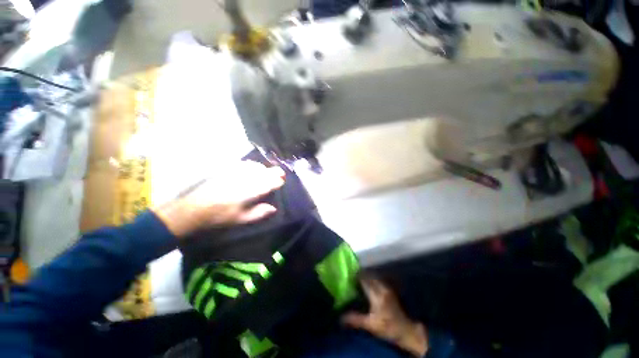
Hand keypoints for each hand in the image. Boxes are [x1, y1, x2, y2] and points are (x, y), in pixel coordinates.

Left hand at [154, 162, 284, 236]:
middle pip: (263, 172)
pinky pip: (243, 164)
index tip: (282, 181)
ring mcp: (235, 173)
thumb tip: (273, 208)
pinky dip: (252, 165)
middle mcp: (244, 179)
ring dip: (264, 168)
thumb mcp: (241, 219)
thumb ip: (259, 213)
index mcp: (249, 192)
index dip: (277, 181)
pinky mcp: (226, 171)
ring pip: (255, 166)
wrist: (194, 209)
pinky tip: (253, 166)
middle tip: (281, 172)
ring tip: (268, 170)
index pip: (268, 183)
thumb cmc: (219, 217)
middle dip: (274, 171)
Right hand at [342, 277, 428, 356]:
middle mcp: (382, 288)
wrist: (406, 331)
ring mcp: (387, 289)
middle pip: (369, 276)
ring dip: (366, 276)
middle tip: (352, 276)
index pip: (365, 280)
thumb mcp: (370, 325)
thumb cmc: (388, 328)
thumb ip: (355, 319)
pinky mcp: (390, 291)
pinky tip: (368, 284)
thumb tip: (340, 317)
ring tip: (358, 278)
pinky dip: (372, 280)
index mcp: (377, 295)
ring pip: (374, 278)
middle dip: (361, 274)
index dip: (356, 276)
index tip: (348, 274)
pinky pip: (378, 281)